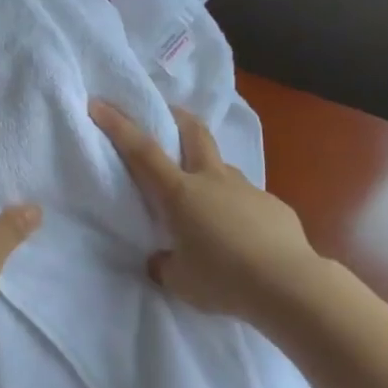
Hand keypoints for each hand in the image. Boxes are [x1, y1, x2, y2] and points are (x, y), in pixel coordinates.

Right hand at [89, 99, 324, 325]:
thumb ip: (166, 263)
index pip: (142, 151)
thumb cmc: (223, 279)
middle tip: (169, 114)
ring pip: (224, 168)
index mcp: (180, 193)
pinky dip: (238, 209)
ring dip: (211, 171)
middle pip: (194, 133)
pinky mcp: (273, 205)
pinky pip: (248, 200)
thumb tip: (163, 258)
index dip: (118, 125)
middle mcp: (213, 180)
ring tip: (207, 200)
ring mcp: (247, 189)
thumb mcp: (180, 280)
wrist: (289, 284)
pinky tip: (244, 235)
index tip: (99, 103)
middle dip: (178, 118)